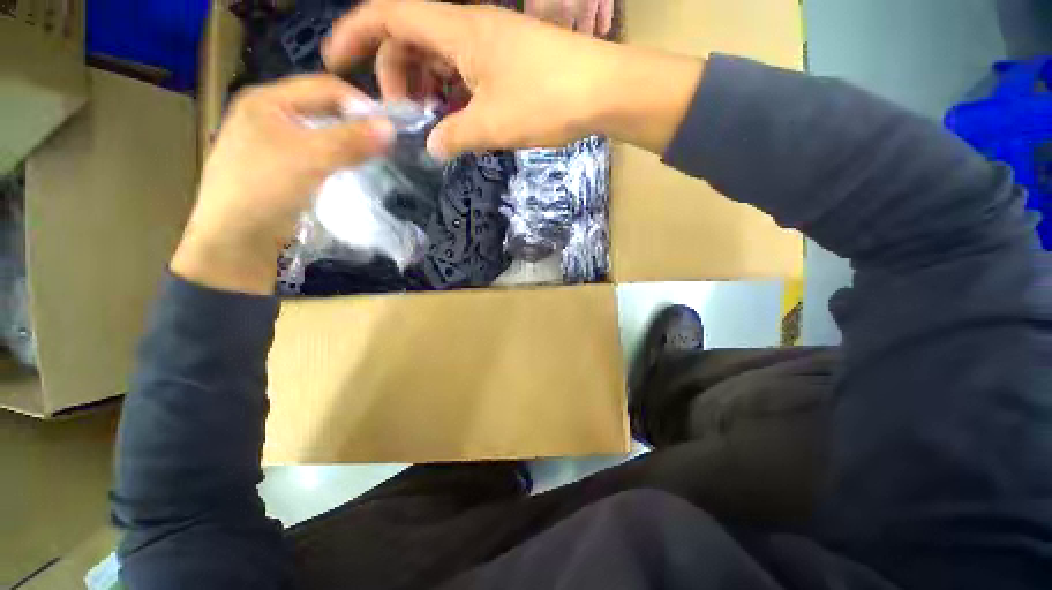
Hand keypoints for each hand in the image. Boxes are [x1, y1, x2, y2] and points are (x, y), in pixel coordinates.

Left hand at [172, 75, 393, 294]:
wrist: (235, 241)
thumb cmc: (265, 191)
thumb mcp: (310, 160)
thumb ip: (351, 141)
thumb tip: (391, 128)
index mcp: (266, 100)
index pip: (324, 87)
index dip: (360, 104)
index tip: (389, 129)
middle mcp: (267, 114)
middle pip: (322, 108)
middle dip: (355, 124)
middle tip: (383, 145)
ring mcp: (270, 141)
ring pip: (320, 132)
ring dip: (347, 142)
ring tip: (370, 158)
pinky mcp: (277, 166)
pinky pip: (315, 152)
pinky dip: (336, 158)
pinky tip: (348, 170)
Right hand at [324, 0, 701, 158]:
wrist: (602, 90)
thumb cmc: (546, 100)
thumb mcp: (492, 124)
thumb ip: (454, 136)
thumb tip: (433, 148)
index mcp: (456, 30)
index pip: (386, 15)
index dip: (354, 35)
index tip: (336, 65)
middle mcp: (469, 27)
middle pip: (411, 39)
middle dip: (398, 76)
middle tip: (408, 117)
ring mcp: (490, 44)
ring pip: (440, 57)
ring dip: (429, 88)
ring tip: (436, 122)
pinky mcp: (508, 61)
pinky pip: (467, 71)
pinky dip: (455, 93)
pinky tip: (463, 118)